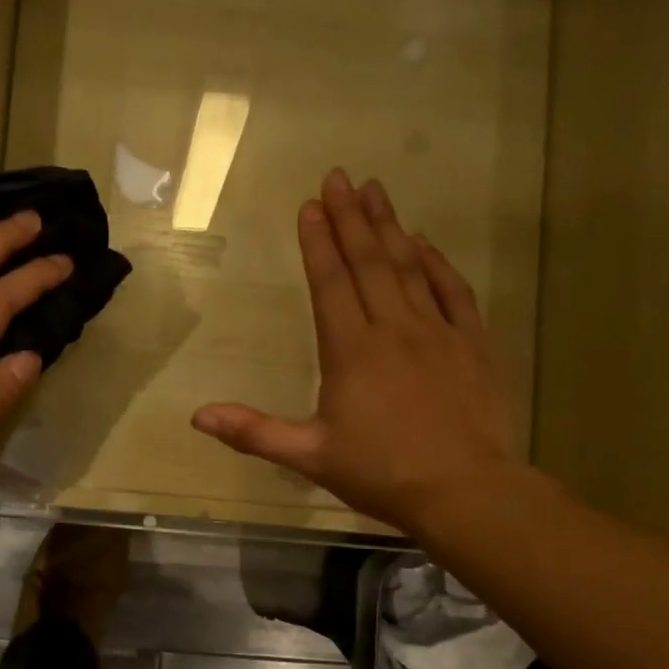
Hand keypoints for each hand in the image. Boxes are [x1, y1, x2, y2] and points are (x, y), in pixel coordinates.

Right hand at [192, 170, 521, 533]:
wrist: (464, 491)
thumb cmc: (380, 473)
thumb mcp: (309, 456)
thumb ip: (253, 431)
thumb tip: (197, 415)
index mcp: (351, 351)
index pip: (330, 284)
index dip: (318, 243)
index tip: (310, 206)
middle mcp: (393, 329)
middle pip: (369, 263)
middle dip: (350, 219)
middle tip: (339, 177)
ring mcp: (437, 333)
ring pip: (410, 268)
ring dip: (390, 227)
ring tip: (375, 191)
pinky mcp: (471, 344)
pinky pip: (453, 292)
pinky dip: (438, 264)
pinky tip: (426, 243)